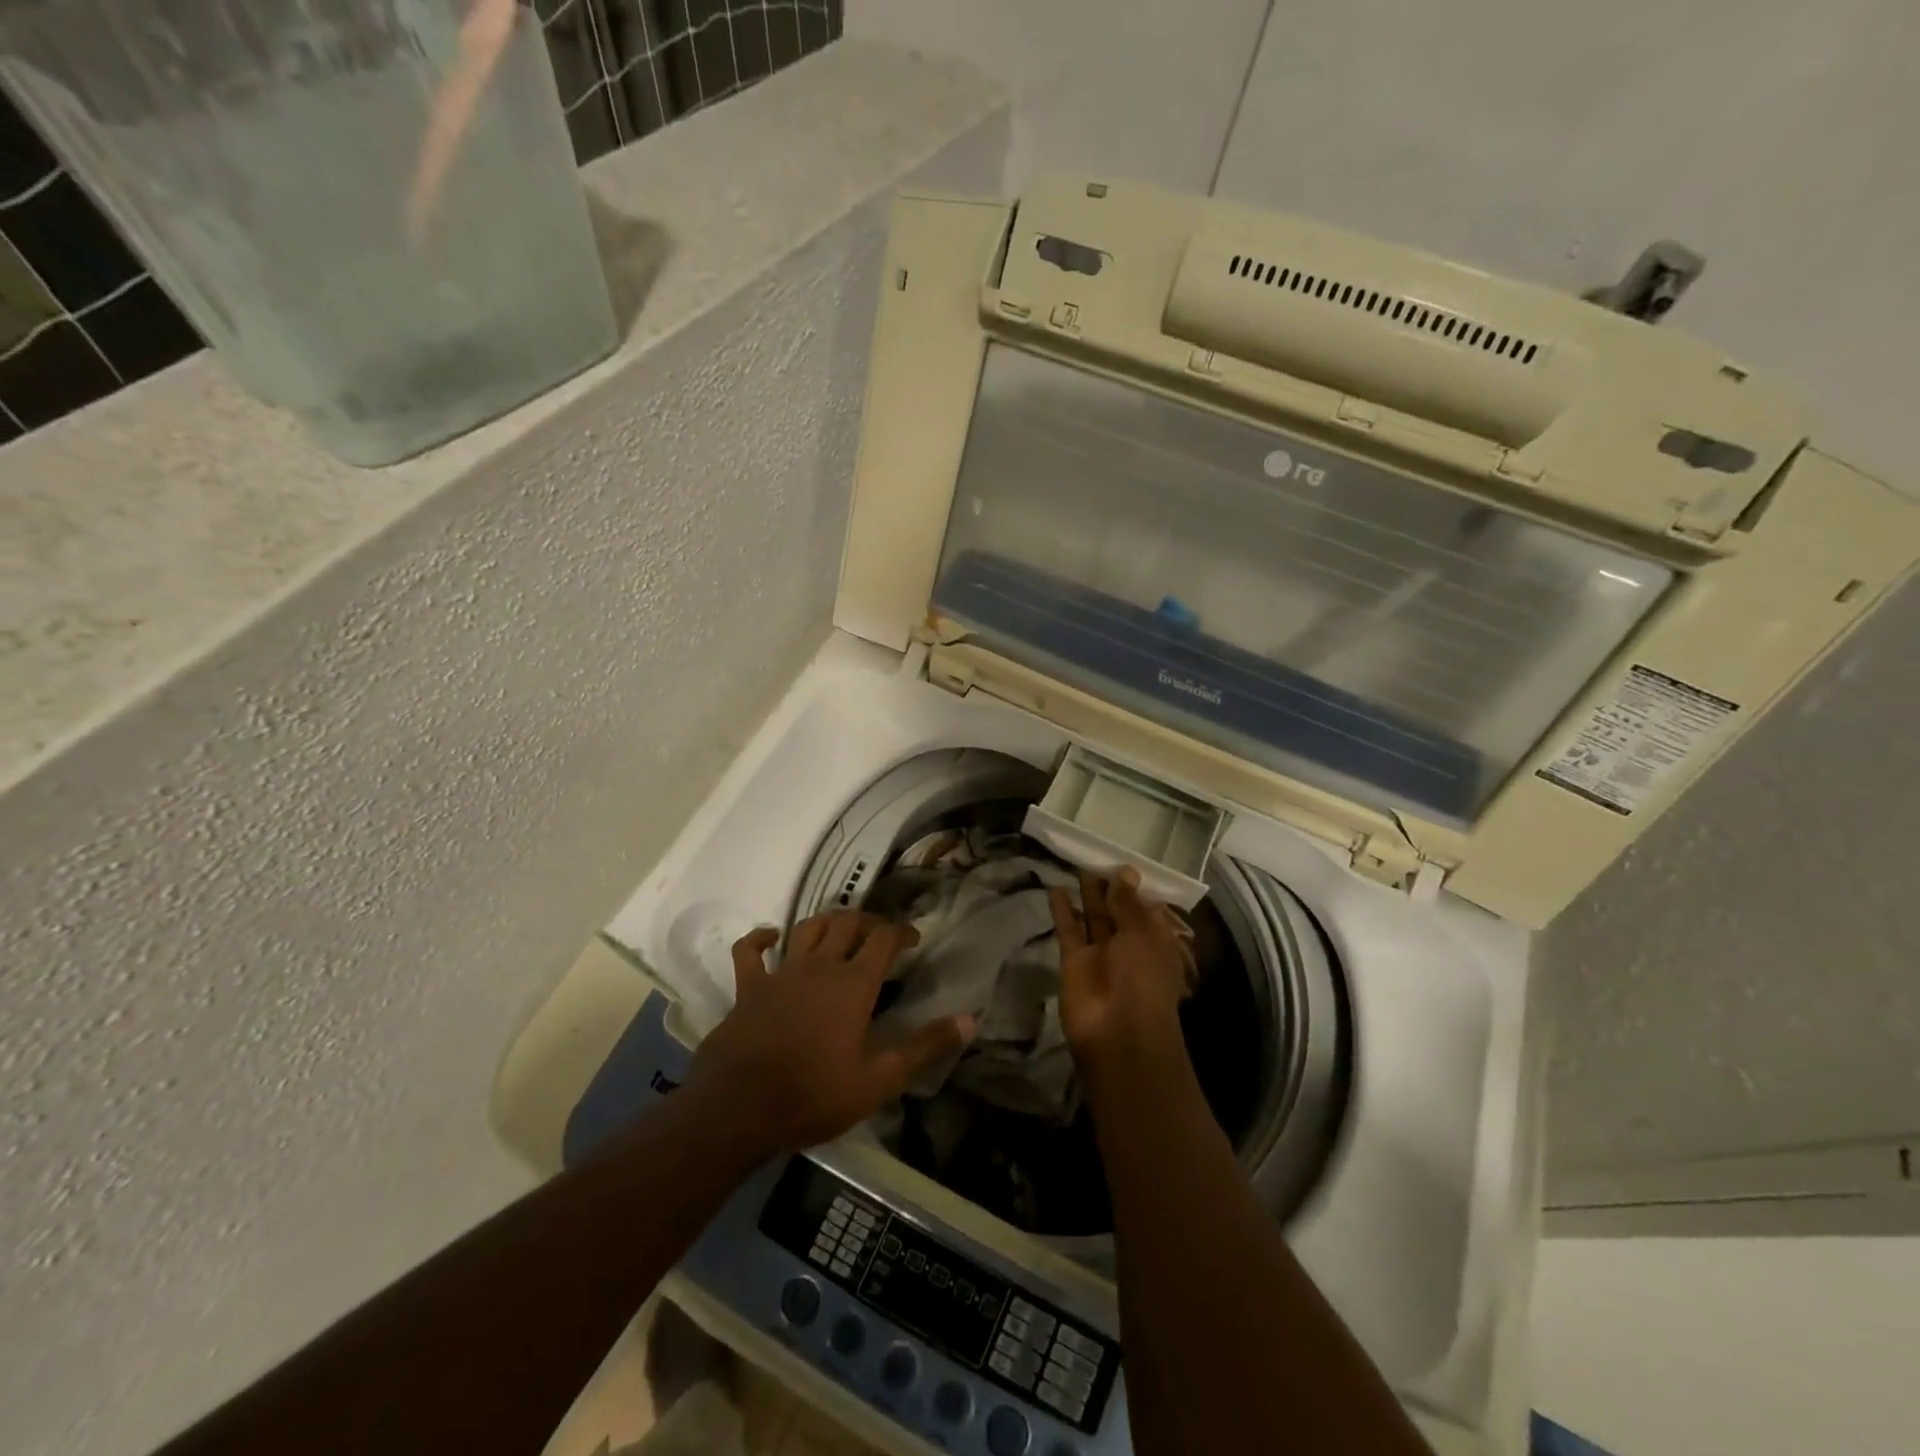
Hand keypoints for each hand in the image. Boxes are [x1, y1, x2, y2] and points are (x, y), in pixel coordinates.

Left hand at [683, 911, 974, 1155]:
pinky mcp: (748, 987)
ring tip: (840, 930)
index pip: (884, 938)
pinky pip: (750, 951)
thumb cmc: (814, 1095)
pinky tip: (771, 936)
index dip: (902, 931)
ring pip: (807, 927)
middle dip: (868, 921)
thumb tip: (969, 1021)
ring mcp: (781, 973)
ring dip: (827, 921)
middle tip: (880, 935)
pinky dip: (760, 938)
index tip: (913, 938)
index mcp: (854, 984)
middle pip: (847, 923)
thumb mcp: (879, 1081)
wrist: (738, 1109)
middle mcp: (820, 966)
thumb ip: (924, 1048)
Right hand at [1048, 869, 1195, 1079]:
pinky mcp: (1074, 961)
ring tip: (1077, 863)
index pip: (1146, 908)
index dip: (1136, 886)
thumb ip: (1128, 903)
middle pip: (1118, 911)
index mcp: (1155, 942)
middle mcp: (1129, 947)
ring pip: (1093, 918)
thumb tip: (1125, 871)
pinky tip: (1055, 887)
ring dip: (1087, 894)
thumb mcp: (1141, 935)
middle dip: (1109, 886)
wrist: (1117, 1033)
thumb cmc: (1143, 980)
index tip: (1123, 860)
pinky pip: (1069, 930)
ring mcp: (1100, 955)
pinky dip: (1062, 911)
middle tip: (1096, 855)